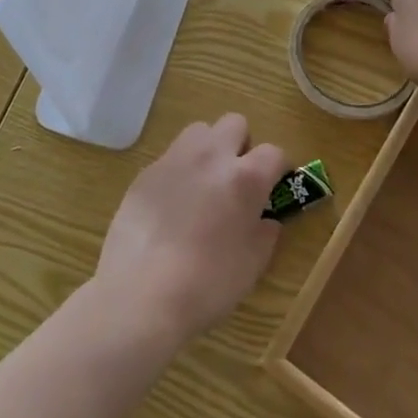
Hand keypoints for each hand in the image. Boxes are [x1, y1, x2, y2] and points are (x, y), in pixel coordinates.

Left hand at [93, 115, 284, 349]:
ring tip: (204, 183)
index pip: (274, 152)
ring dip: (209, 149)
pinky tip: (172, 204)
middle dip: (241, 145)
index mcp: (245, 178)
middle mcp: (212, 156)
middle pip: (235, 123)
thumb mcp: (252, 265)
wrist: (140, 294)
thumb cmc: (207, 284)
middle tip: (236, 178)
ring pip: (200, 131)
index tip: (274, 186)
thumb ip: (265, 233)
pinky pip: (171, 157)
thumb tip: (265, 219)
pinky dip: (179, 171)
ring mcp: (175, 159)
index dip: (278, 168)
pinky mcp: (146, 172)